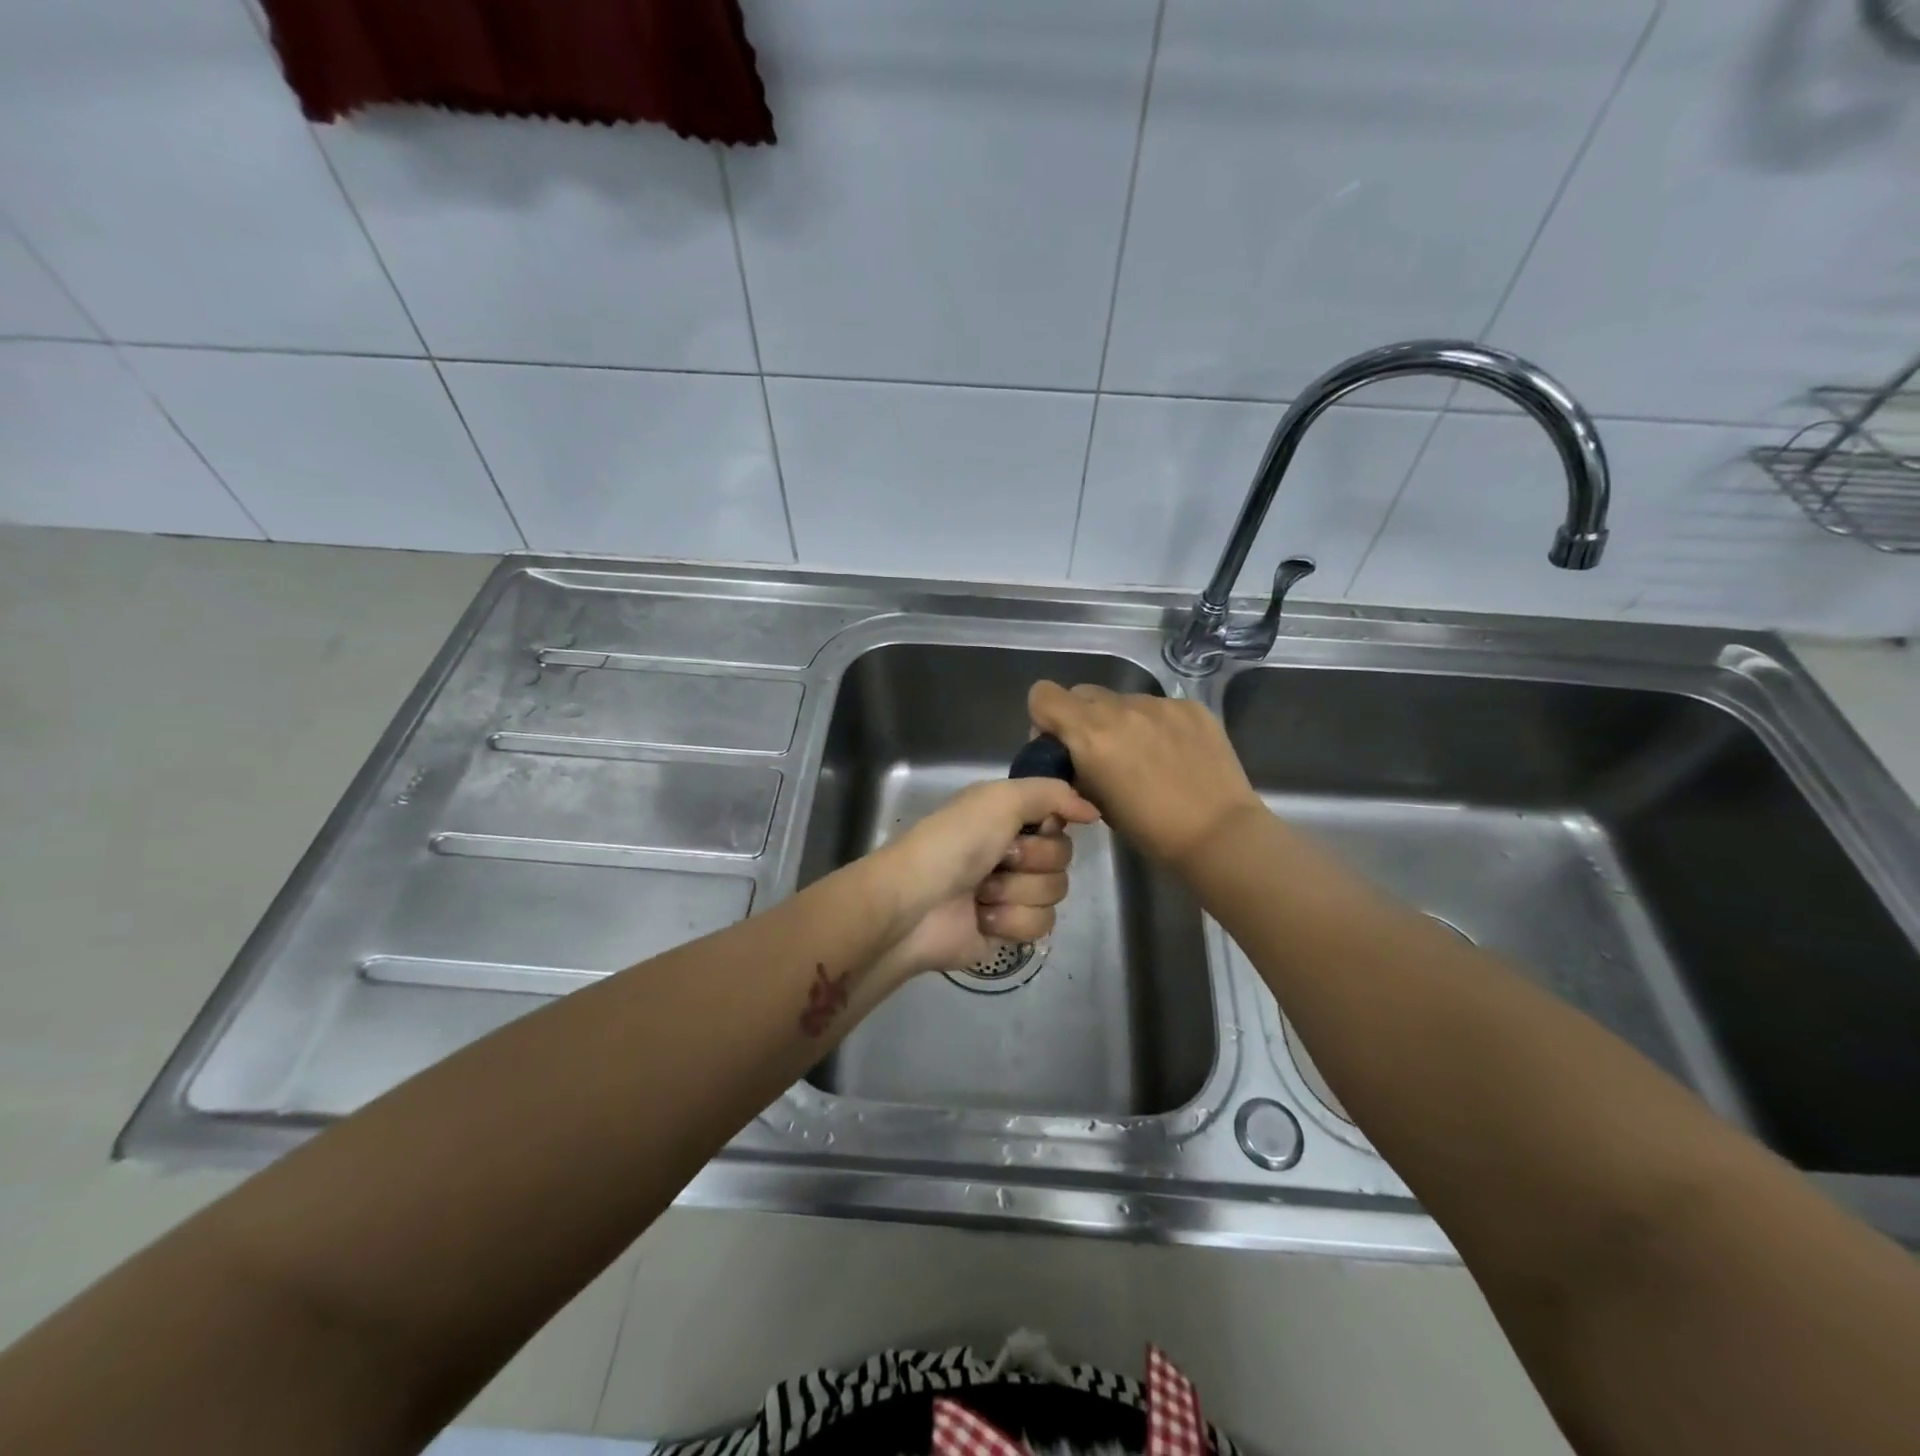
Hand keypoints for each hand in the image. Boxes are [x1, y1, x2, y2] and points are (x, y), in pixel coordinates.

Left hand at [874, 777, 1098, 975]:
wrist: (915, 905)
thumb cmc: (953, 843)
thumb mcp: (1000, 799)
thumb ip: (1052, 793)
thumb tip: (1093, 811)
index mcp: (1007, 817)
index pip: (1059, 820)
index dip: (1050, 827)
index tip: (1035, 827)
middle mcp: (1011, 852)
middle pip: (1063, 858)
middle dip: (1032, 861)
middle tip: (999, 860)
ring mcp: (1011, 893)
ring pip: (1055, 893)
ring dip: (1017, 892)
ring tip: (982, 893)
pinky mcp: (1009, 930)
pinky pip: (1041, 925)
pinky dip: (1011, 920)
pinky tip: (982, 917)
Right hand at [1028, 680, 1264, 873]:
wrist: (1218, 833)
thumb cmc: (1150, 830)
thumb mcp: (1095, 801)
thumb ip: (1076, 766)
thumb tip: (1073, 756)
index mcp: (1090, 733)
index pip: (1043, 694)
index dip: (1045, 717)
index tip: (1060, 744)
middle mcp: (1122, 708)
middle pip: (1082, 693)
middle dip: (1082, 719)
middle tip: (1101, 753)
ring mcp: (1160, 704)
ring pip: (1123, 701)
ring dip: (1122, 722)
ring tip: (1146, 758)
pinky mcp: (1192, 707)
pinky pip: (1159, 707)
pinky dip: (1157, 726)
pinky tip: (1175, 755)